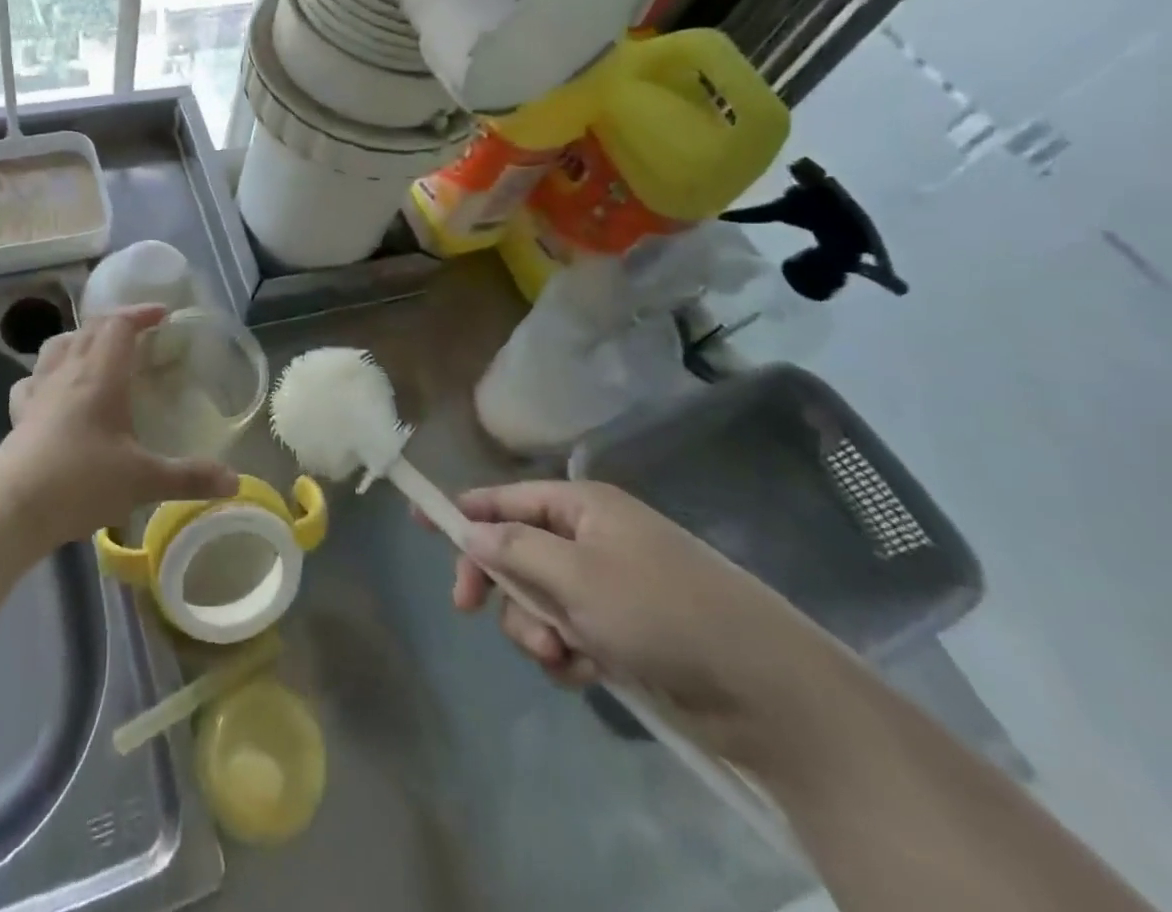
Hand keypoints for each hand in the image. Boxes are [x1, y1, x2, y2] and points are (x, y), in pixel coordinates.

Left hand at [0, 305, 239, 546]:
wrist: (13, 507)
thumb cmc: (82, 482)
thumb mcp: (144, 481)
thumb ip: (190, 477)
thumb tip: (235, 481)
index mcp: (100, 375)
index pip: (119, 325)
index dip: (141, 314)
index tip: (163, 315)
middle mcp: (68, 372)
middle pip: (90, 329)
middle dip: (116, 323)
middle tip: (139, 333)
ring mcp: (39, 390)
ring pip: (58, 345)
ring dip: (80, 338)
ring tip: (97, 352)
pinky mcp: (20, 413)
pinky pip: (33, 378)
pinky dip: (48, 373)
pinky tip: (54, 389)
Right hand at [440, 480, 847, 765]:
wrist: (769, 692)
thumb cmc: (663, 613)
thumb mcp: (577, 577)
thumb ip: (515, 551)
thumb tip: (470, 531)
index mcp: (583, 507)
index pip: (505, 497)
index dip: (462, 509)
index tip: (420, 521)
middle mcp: (592, 539)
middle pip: (516, 551)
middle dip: (500, 585)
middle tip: (470, 608)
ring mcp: (609, 588)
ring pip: (538, 601)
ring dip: (535, 629)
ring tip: (561, 655)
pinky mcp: (625, 633)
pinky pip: (569, 635)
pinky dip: (567, 654)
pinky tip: (586, 673)